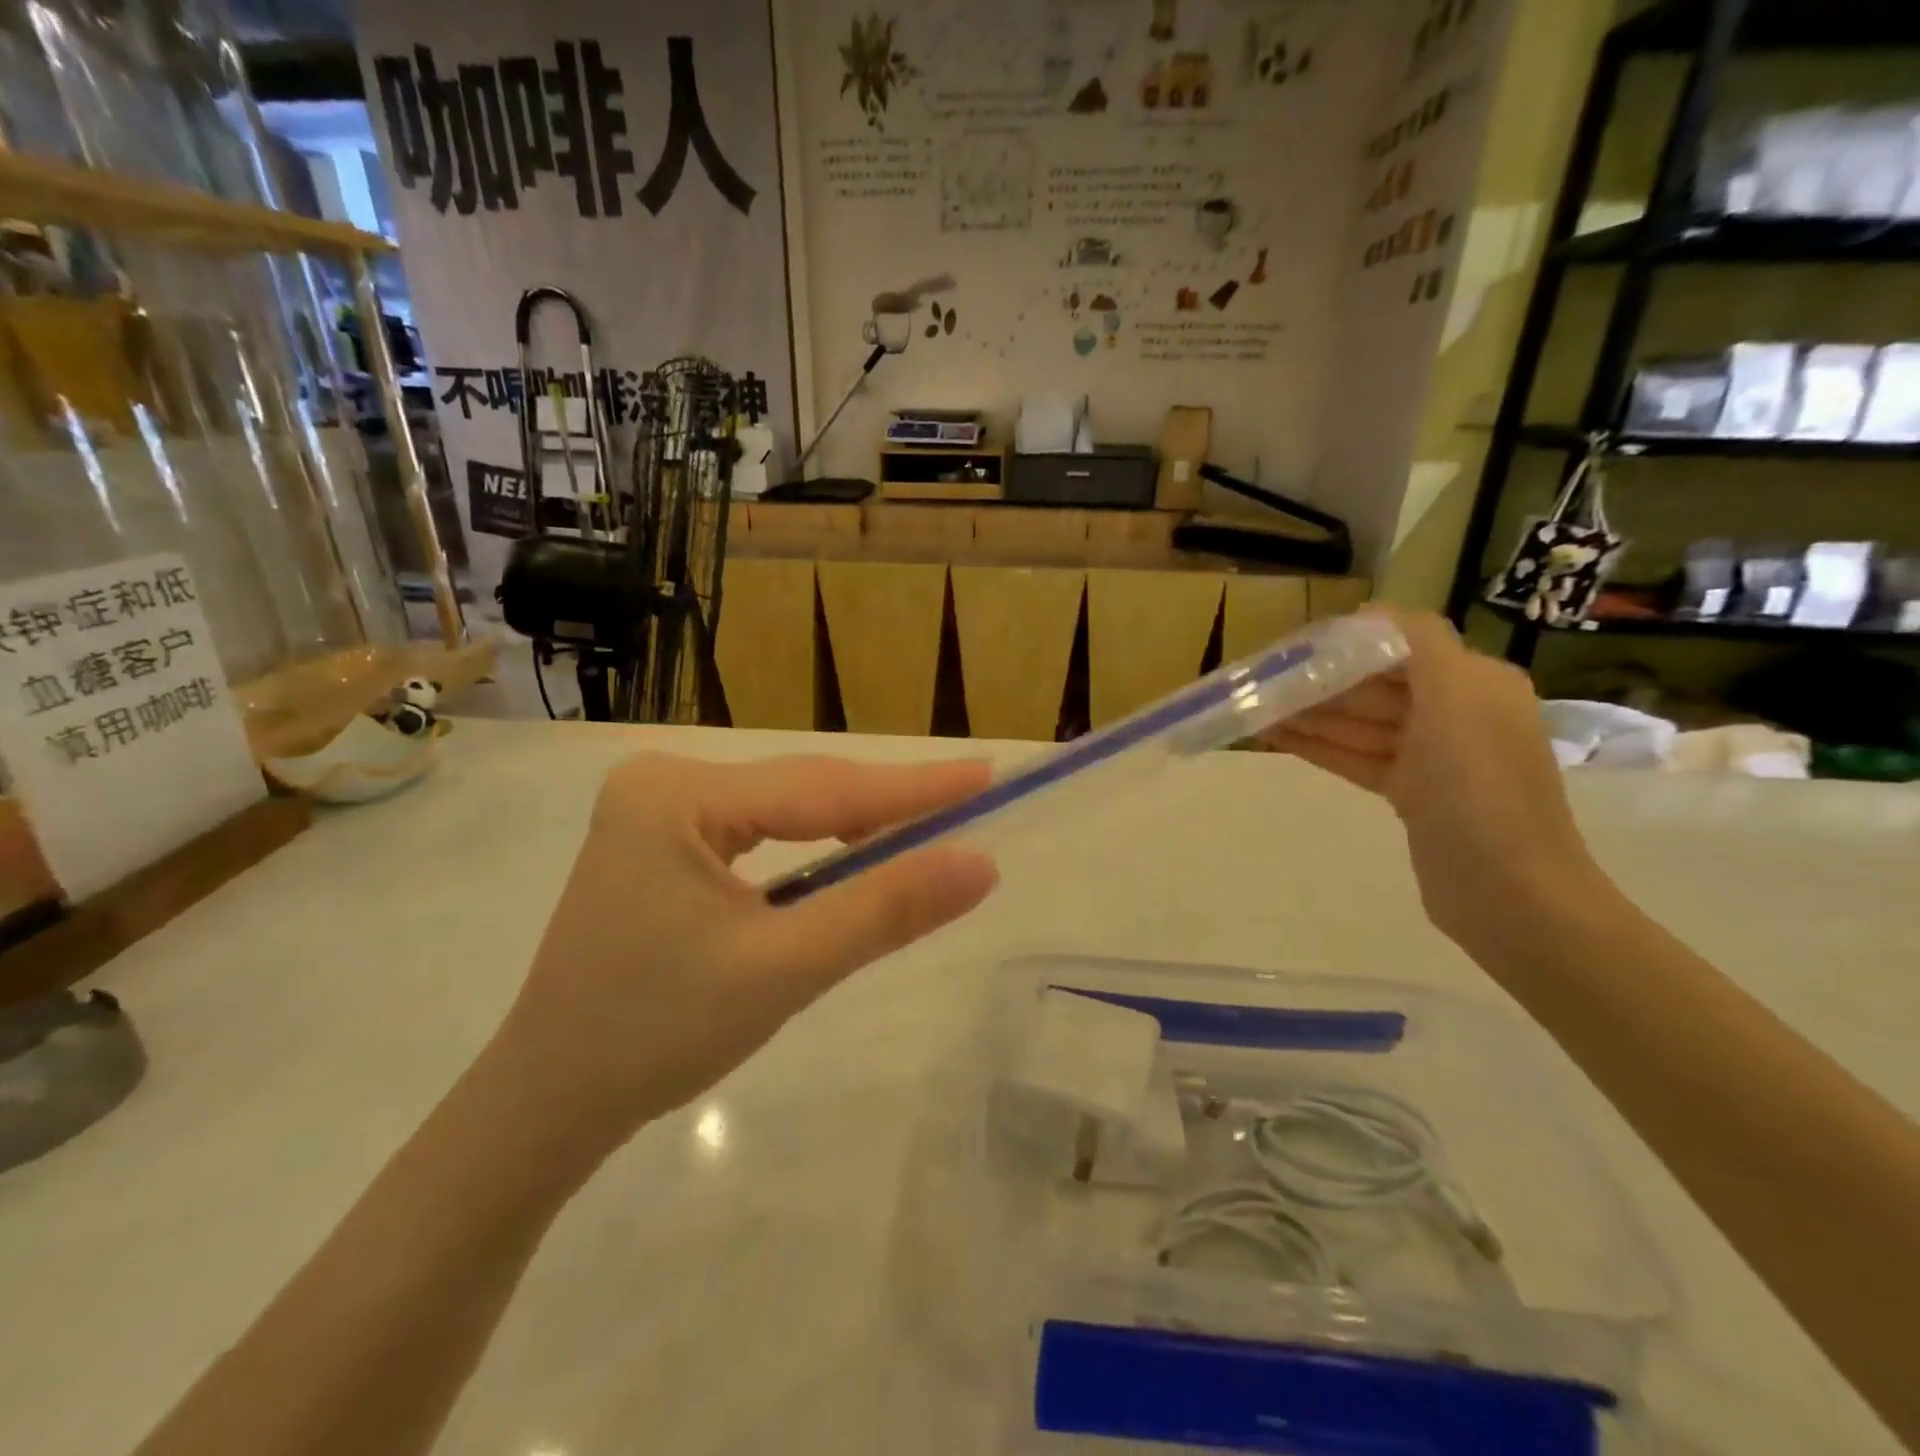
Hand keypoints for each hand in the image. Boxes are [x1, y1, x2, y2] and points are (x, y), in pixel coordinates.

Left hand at [485, 753, 997, 1163]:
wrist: (550, 1102)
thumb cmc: (657, 1037)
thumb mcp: (783, 970)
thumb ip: (884, 910)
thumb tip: (980, 863)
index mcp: (676, 795)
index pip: (820, 787)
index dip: (912, 786)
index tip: (986, 775)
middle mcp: (664, 781)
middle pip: (801, 790)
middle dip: (885, 805)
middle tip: (970, 802)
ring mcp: (658, 807)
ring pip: (785, 809)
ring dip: (853, 825)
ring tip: (927, 828)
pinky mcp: (661, 838)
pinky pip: (759, 830)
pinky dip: (812, 846)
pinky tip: (851, 855)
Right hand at [1266, 611, 1608, 950]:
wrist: (1508, 891)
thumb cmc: (1479, 786)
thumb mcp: (1457, 698)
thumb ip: (1420, 643)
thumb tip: (1371, 611)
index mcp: (1475, 684)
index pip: (1400, 648)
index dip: (1347, 644)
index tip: (1294, 647)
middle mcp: (1456, 714)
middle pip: (1376, 686)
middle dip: (1322, 682)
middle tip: (1263, 681)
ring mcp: (1434, 758)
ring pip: (1362, 724)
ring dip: (1312, 715)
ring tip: (1257, 710)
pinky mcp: (1413, 795)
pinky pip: (1359, 758)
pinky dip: (1321, 747)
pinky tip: (1277, 739)